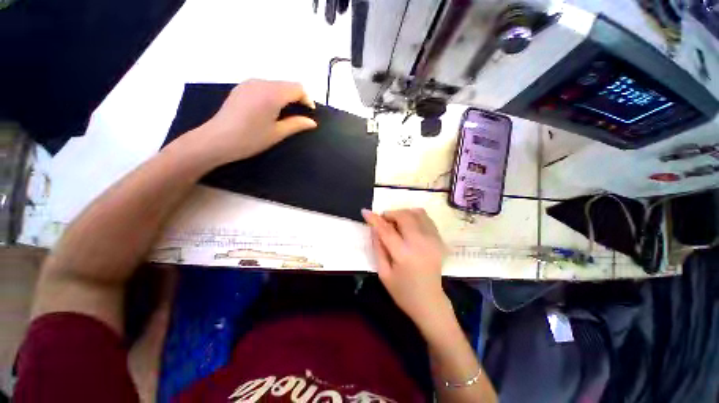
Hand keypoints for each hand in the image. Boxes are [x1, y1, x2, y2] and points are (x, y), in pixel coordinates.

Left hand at [183, 79, 316, 165]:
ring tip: (285, 114)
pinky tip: (270, 109)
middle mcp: (261, 83)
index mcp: (272, 94)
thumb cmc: (250, 139)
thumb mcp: (277, 133)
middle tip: (299, 116)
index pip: (297, 88)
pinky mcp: (241, 88)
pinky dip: (273, 94)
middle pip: (287, 84)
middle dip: (297, 97)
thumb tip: (312, 122)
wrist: (217, 140)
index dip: (307, 99)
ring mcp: (249, 83)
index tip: (309, 114)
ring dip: (285, 96)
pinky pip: (264, 86)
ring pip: (276, 84)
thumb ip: (297, 124)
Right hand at [361, 208, 450, 330]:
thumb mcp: (383, 273)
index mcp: (404, 254)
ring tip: (396, 222)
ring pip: (417, 213)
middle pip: (404, 216)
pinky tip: (409, 226)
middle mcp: (420, 243)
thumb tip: (374, 228)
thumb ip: (377, 248)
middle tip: (383, 220)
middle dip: (390, 214)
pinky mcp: (440, 240)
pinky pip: (427, 218)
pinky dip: (415, 217)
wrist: (430, 302)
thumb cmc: (403, 292)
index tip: (365, 212)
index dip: (374, 219)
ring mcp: (433, 240)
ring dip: (403, 213)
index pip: (386, 230)